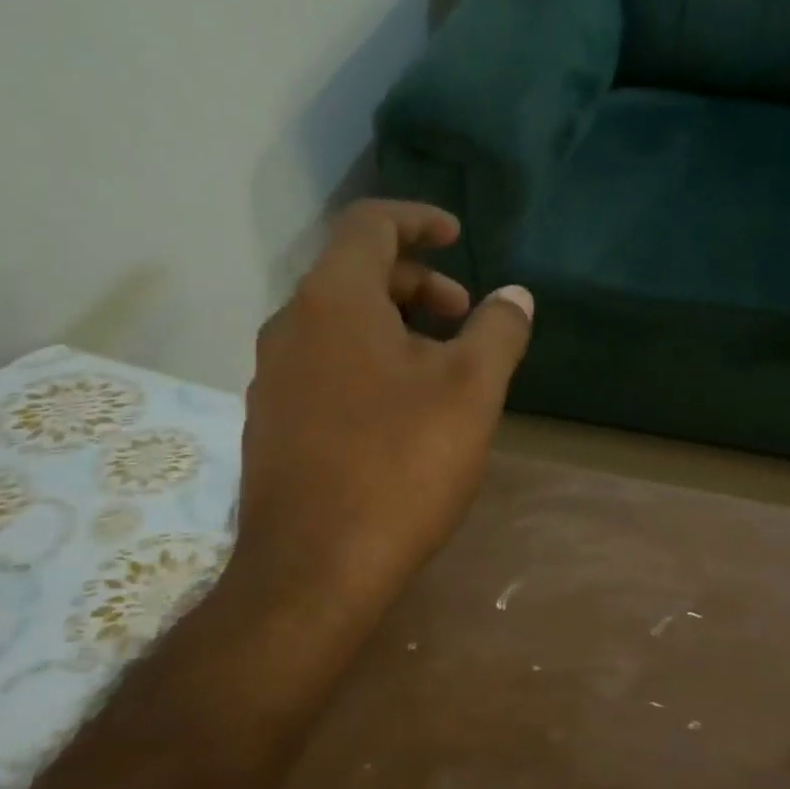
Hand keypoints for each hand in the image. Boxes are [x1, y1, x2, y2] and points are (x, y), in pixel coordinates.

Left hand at [223, 200, 532, 636]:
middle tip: (466, 316)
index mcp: (333, 301)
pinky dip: (370, 362)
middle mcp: (291, 327)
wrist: (316, 569)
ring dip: (396, 326)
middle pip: (355, 274)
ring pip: (340, 325)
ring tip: (445, 369)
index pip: (369, 224)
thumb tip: (515, 296)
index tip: (458, 234)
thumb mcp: (470, 392)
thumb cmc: (401, 465)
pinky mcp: (274, 423)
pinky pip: (326, 366)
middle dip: (418, 282)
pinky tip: (404, 412)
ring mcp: (274, 378)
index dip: (418, 219)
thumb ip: (498, 332)